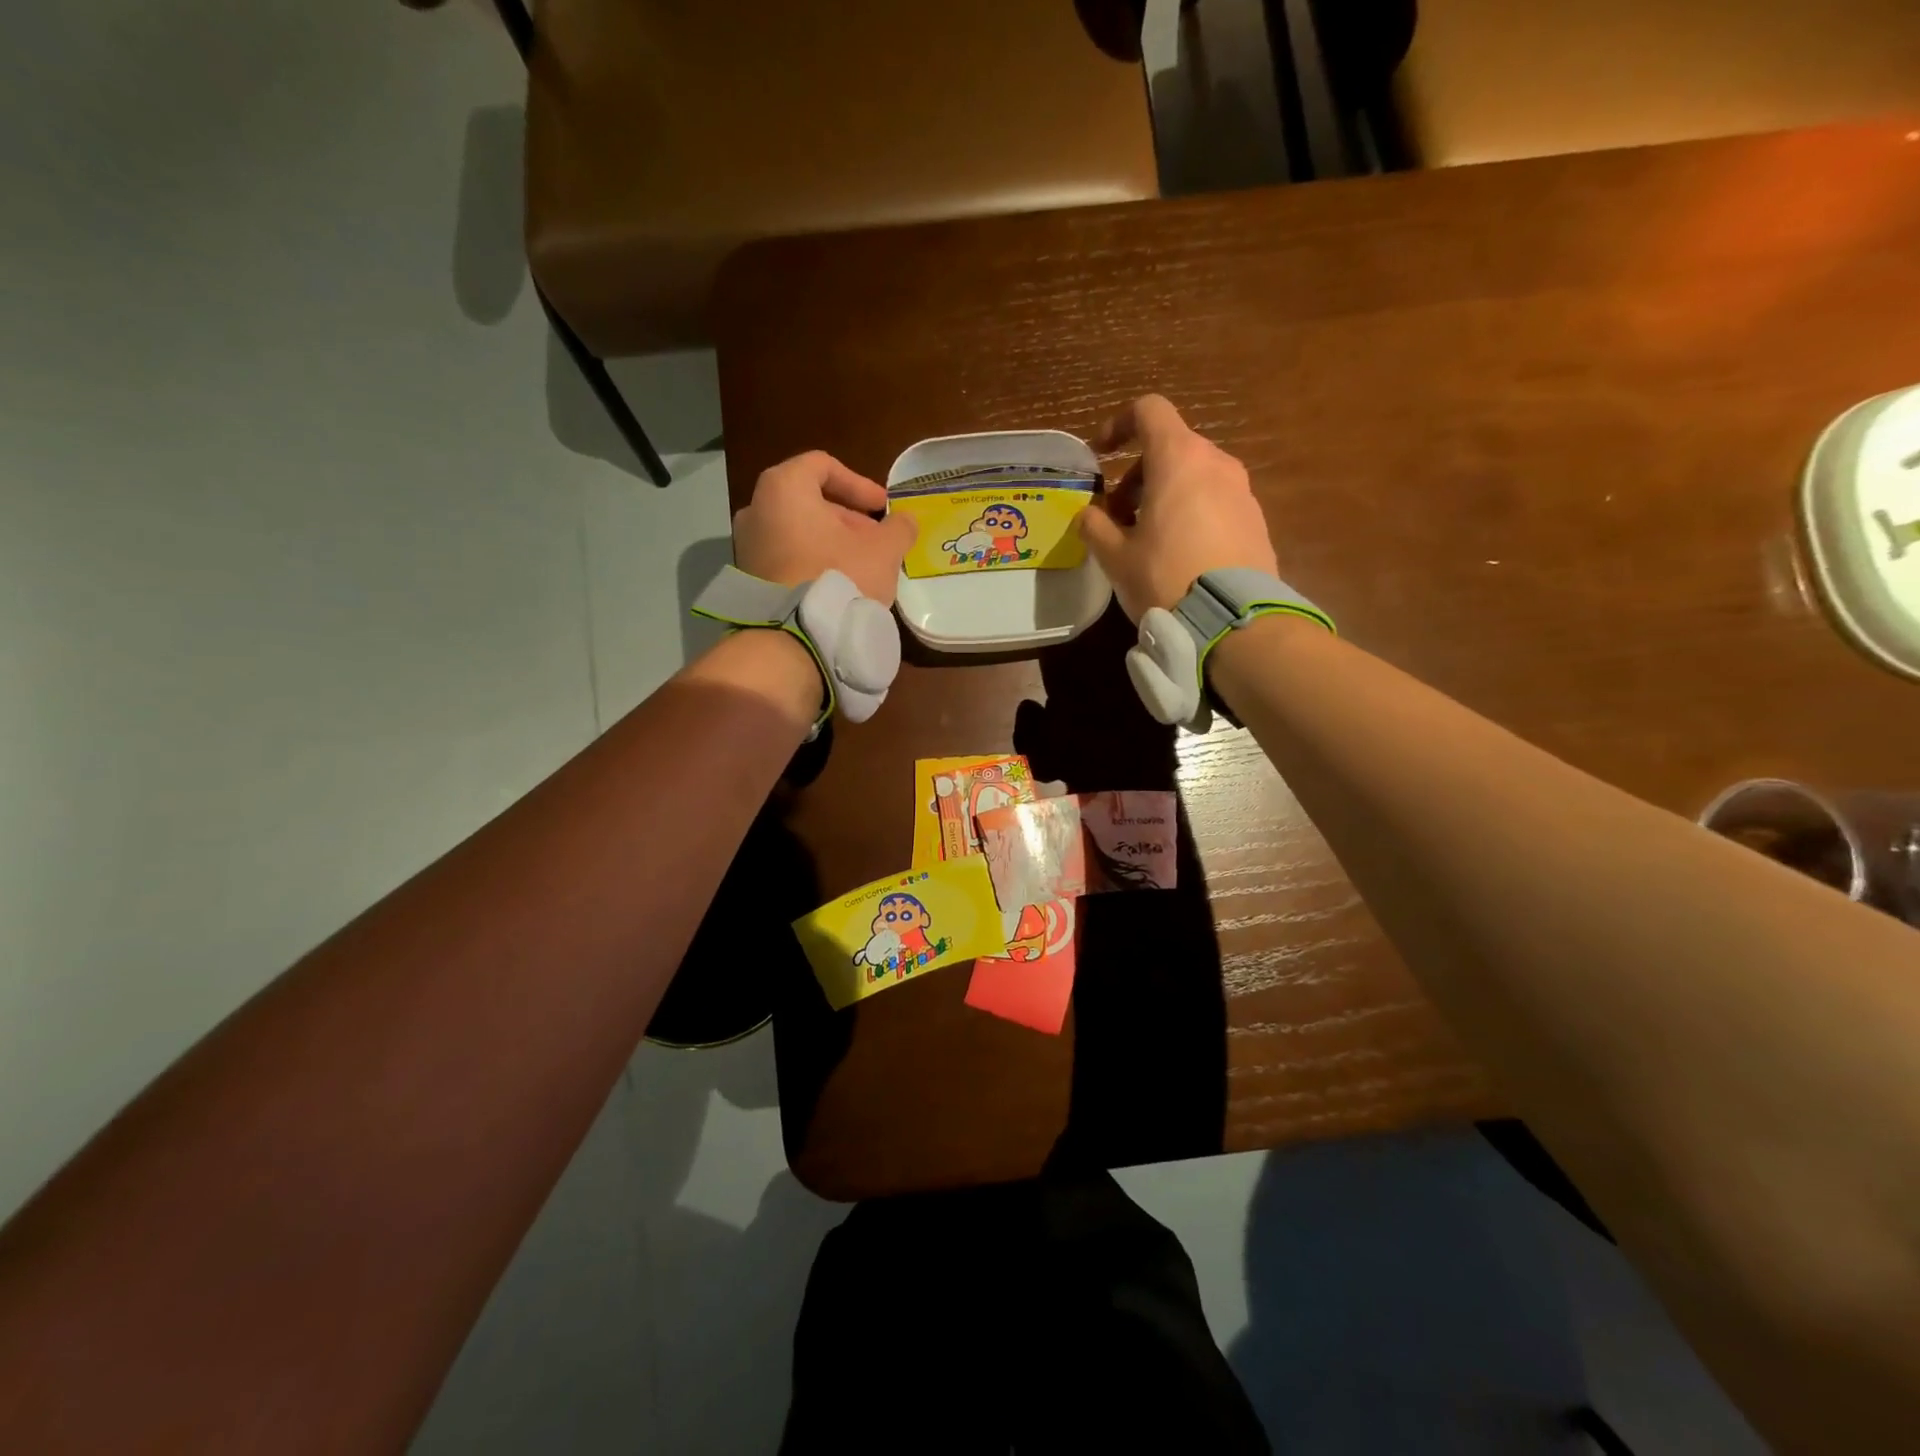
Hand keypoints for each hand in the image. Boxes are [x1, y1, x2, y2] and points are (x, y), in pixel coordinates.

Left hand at [733, 451, 916, 604]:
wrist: (794, 637)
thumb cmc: (838, 576)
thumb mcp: (883, 551)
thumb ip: (898, 528)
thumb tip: (906, 521)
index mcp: (783, 488)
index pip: (822, 466)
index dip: (858, 483)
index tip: (882, 507)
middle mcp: (756, 510)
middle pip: (809, 501)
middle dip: (847, 519)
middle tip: (876, 541)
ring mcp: (747, 547)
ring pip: (798, 532)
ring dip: (831, 543)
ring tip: (861, 566)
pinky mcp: (749, 580)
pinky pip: (786, 559)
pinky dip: (811, 563)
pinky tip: (838, 586)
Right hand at [1077, 396, 1278, 620]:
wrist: (1232, 621)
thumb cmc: (1165, 578)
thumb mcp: (1116, 557)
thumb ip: (1095, 527)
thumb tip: (1087, 515)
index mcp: (1179, 459)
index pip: (1149, 411)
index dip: (1119, 424)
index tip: (1102, 454)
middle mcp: (1216, 463)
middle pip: (1170, 448)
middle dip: (1138, 475)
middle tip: (1118, 516)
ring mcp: (1242, 491)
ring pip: (1194, 476)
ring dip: (1164, 495)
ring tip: (1147, 539)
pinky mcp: (1256, 520)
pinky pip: (1216, 501)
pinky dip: (1191, 512)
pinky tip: (1180, 554)